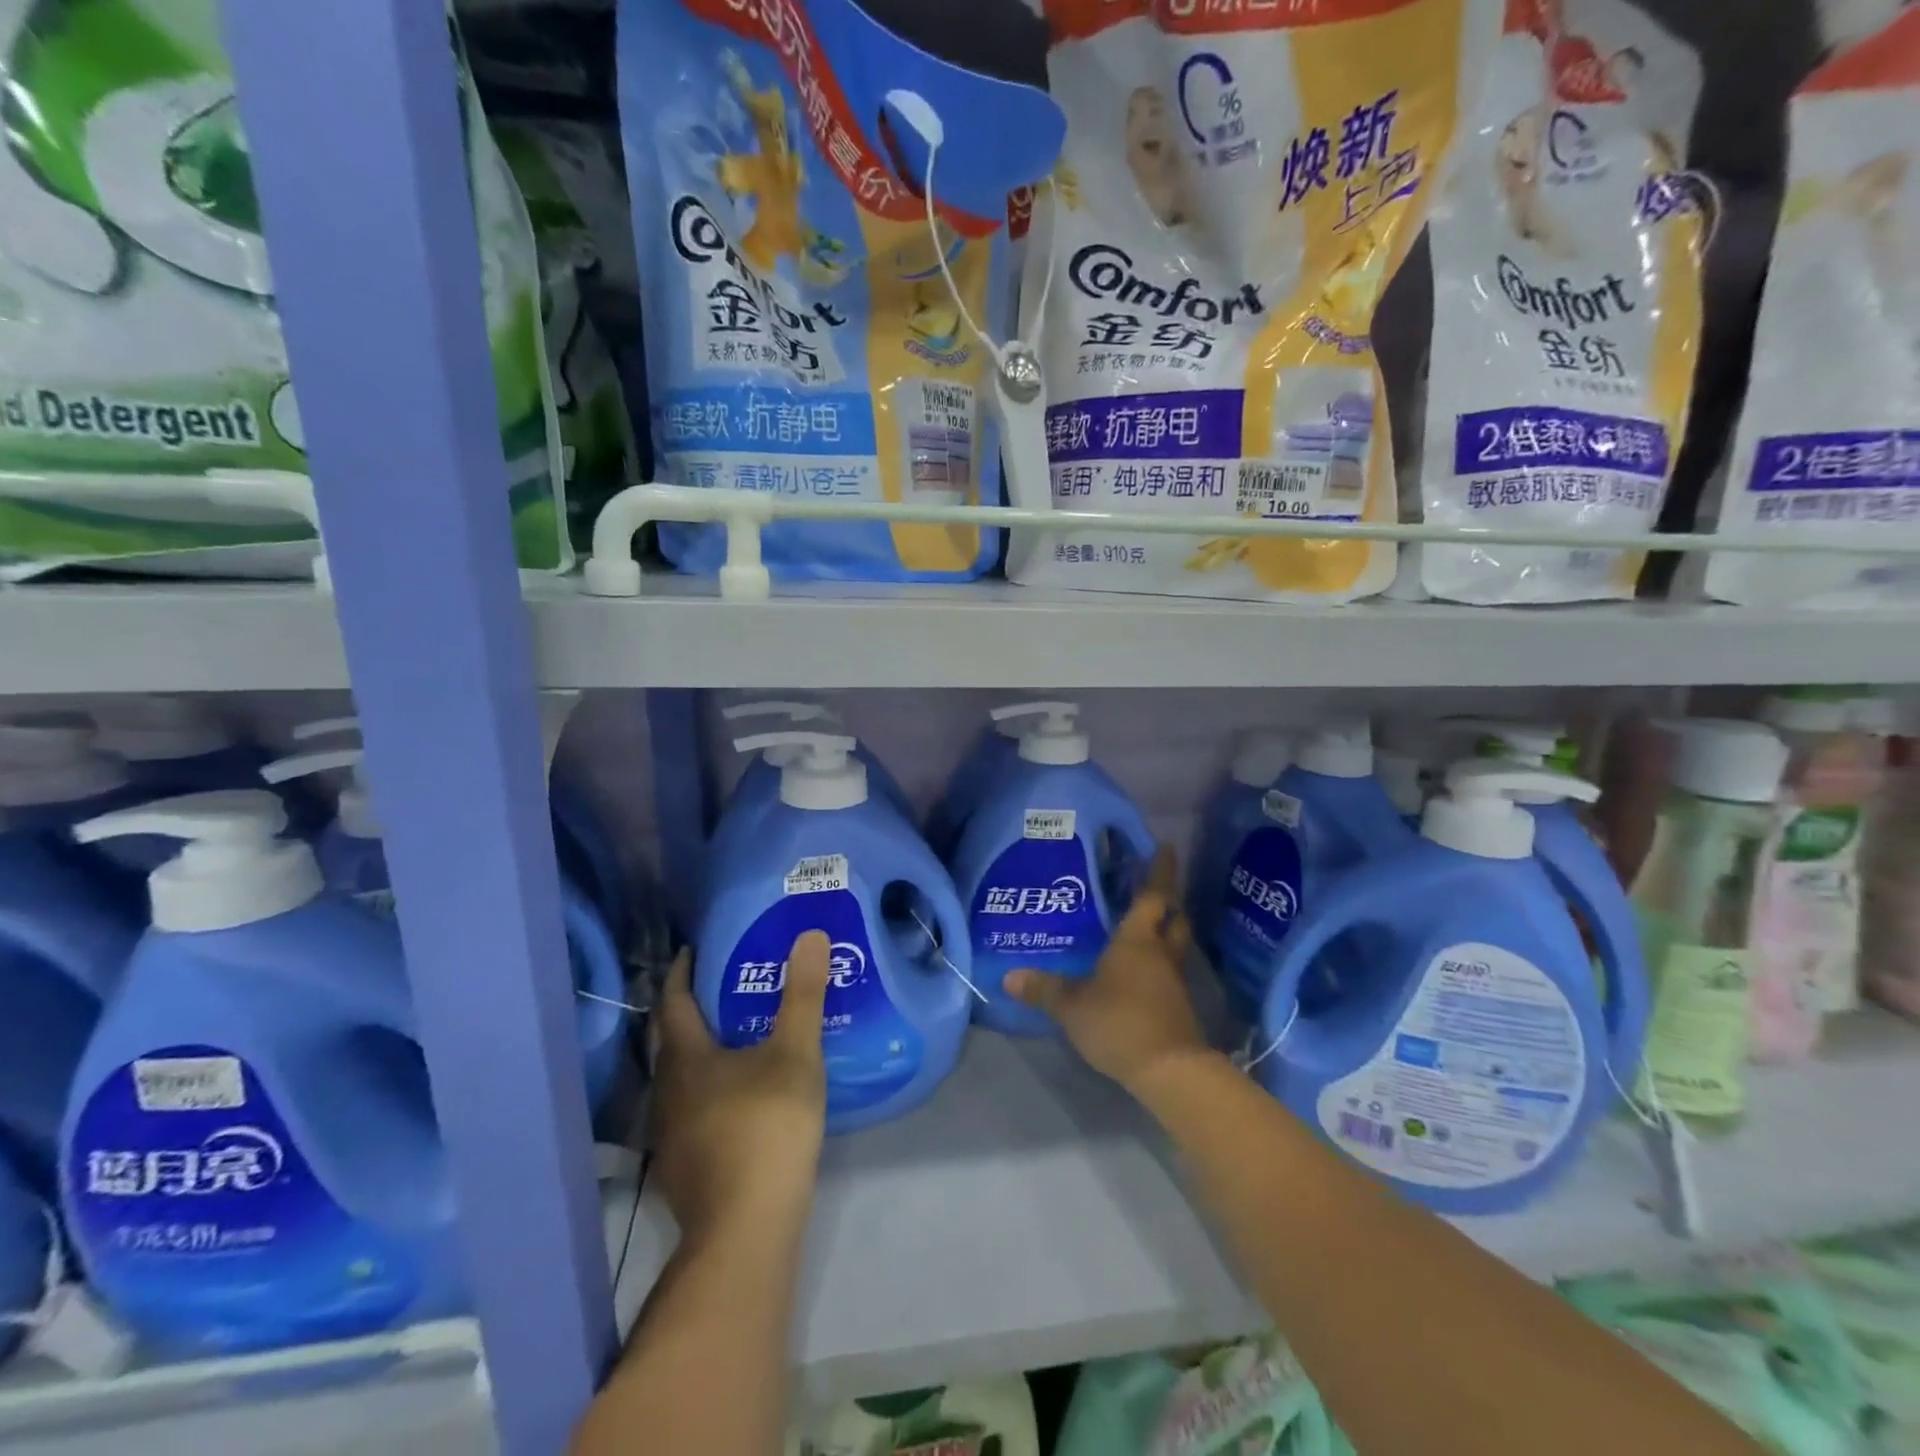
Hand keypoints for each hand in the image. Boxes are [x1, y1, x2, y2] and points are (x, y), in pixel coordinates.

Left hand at [649, 932, 829, 1244]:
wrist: (746, 1230)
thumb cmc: (767, 1127)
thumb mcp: (795, 1054)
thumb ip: (802, 995)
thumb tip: (810, 935)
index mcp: (685, 1058)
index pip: (673, 1001)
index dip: (682, 972)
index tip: (695, 950)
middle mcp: (667, 1091)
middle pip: (672, 1039)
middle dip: (693, 1009)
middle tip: (726, 986)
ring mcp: (670, 1134)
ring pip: (680, 1078)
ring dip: (701, 1051)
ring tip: (737, 1036)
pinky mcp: (683, 1166)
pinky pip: (691, 1108)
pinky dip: (709, 1087)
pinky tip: (739, 1095)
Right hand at [1005, 848, 1208, 1095]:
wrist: (1169, 1070)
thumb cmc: (1119, 1021)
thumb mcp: (1072, 1005)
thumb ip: (1043, 989)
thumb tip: (1009, 976)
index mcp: (1137, 940)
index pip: (1152, 895)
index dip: (1159, 870)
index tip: (1165, 847)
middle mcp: (1160, 953)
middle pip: (1173, 917)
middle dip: (1168, 900)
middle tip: (1155, 887)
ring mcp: (1173, 980)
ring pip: (1174, 944)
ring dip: (1165, 931)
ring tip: (1143, 926)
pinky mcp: (1178, 1006)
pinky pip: (1169, 971)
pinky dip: (1159, 962)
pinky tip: (1140, 971)